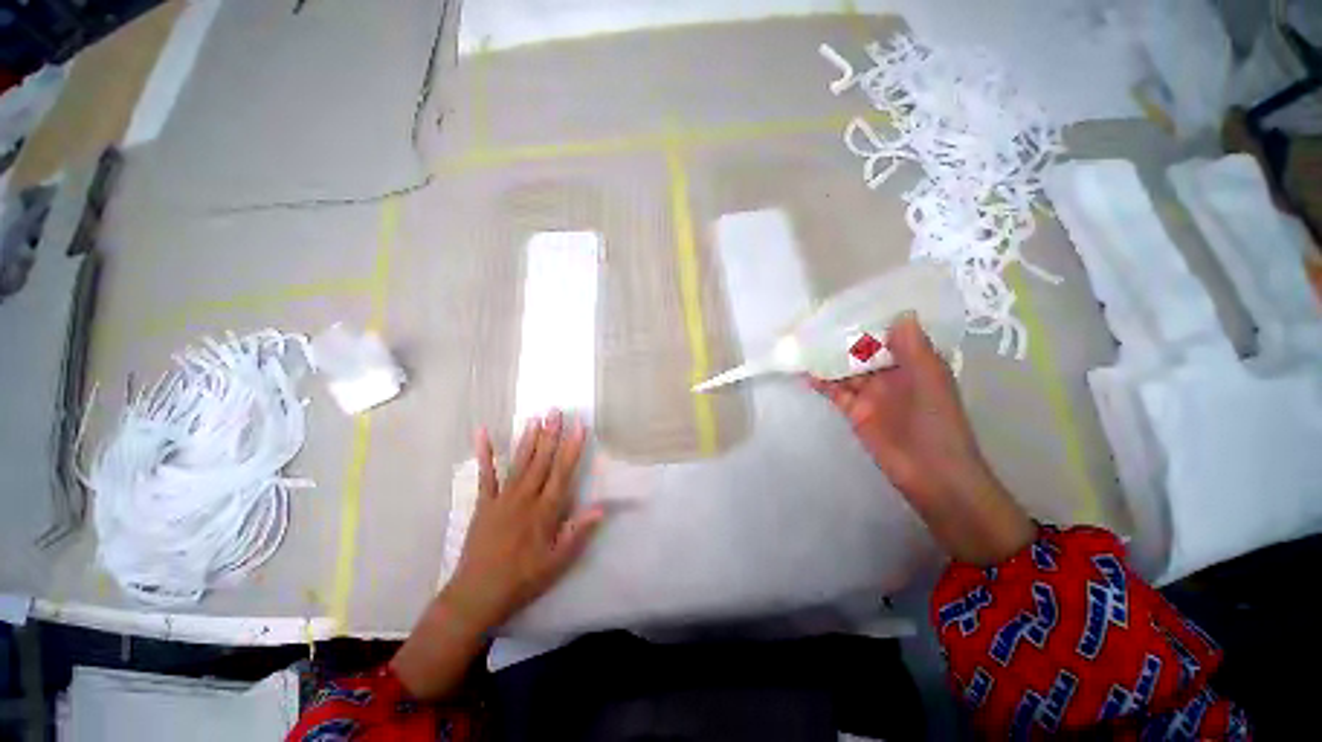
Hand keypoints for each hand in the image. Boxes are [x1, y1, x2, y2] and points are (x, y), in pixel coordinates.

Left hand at [444, 409, 603, 632]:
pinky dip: (485, 454)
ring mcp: (502, 498)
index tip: (580, 427)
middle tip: (556, 411)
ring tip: (535, 418)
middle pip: (541, 461)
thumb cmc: (522, 579)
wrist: (477, 594)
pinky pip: (485, 475)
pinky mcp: (484, 503)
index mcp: (545, 511)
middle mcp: (525, 498)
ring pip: (519, 463)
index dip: (572, 448)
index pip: (563, 473)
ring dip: (528, 439)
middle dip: (551, 435)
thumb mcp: (557, 563)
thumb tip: (600, 508)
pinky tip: (482, 434)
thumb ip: (578, 533)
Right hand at [811, 315, 1035, 564]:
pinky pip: (836, 391)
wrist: (931, 473)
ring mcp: (872, 394)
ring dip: (828, 360)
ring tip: (805, 344)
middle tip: (817, 322)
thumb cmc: (937, 422)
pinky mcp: (856, 412)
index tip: (850, 306)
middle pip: (863, 352)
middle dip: (843, 339)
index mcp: (915, 364)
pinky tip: (807, 372)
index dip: (872, 322)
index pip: (890, 336)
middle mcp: (892, 375)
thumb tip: (902, 314)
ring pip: (846, 370)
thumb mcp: (930, 379)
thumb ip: (914, 348)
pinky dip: (822, 382)